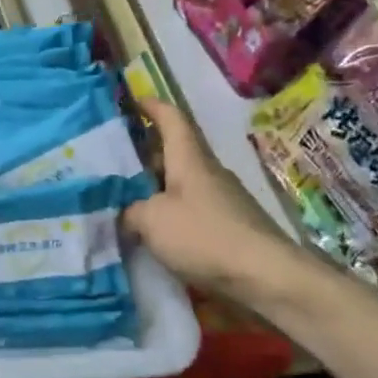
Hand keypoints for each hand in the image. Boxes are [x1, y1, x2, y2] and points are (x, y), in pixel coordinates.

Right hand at [123, 100, 303, 303]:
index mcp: (190, 159)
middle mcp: (207, 173)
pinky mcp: (228, 227)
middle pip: (174, 152)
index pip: (172, 119)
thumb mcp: (151, 220)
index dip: (152, 106)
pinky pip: (189, 209)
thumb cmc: (205, 236)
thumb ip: (129, 210)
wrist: (266, 277)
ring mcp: (221, 201)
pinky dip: (168, 212)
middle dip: (144, 152)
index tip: (132, 100)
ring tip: (123, 198)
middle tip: (111, 160)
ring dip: (154, 186)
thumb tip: (125, 212)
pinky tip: (151, 231)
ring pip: (180, 183)